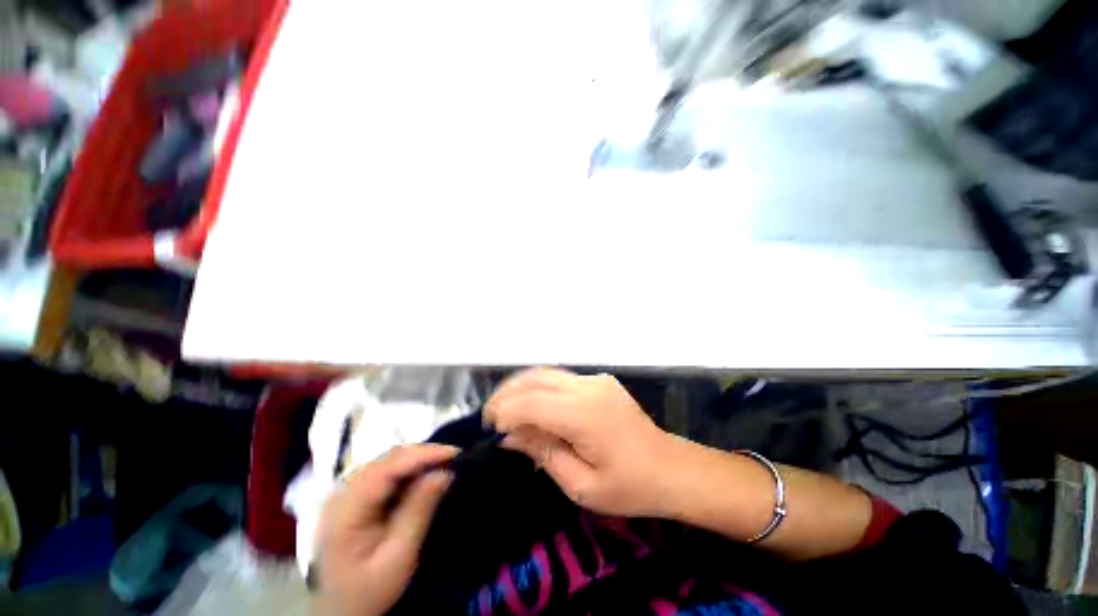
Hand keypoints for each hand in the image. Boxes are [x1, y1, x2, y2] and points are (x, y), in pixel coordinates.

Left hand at [314, 444, 456, 615]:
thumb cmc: (369, 591)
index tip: (454, 453)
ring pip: (388, 461)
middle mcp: (342, 493)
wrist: (341, 612)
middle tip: (454, 459)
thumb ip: (419, 511)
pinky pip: (386, 472)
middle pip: (387, 459)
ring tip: (444, 464)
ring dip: (418, 460)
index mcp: (346, 510)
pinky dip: (409, 470)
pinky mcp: (355, 496)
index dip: (423, 455)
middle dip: (424, 454)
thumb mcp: (398, 558)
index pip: (387, 468)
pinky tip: (425, 475)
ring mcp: (347, 492)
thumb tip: (444, 472)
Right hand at [484, 368, 677, 517]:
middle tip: (491, 416)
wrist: (671, 468)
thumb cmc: (629, 487)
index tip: (491, 430)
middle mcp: (588, 387)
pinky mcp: (600, 380)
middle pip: (536, 378)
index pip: (531, 402)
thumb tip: (510, 437)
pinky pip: (561, 378)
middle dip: (507, 393)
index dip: (505, 411)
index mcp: (584, 414)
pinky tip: (531, 402)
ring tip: (505, 407)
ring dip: (521, 386)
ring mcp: (596, 379)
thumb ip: (543, 453)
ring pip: (547, 372)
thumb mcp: (581, 485)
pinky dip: (539, 386)